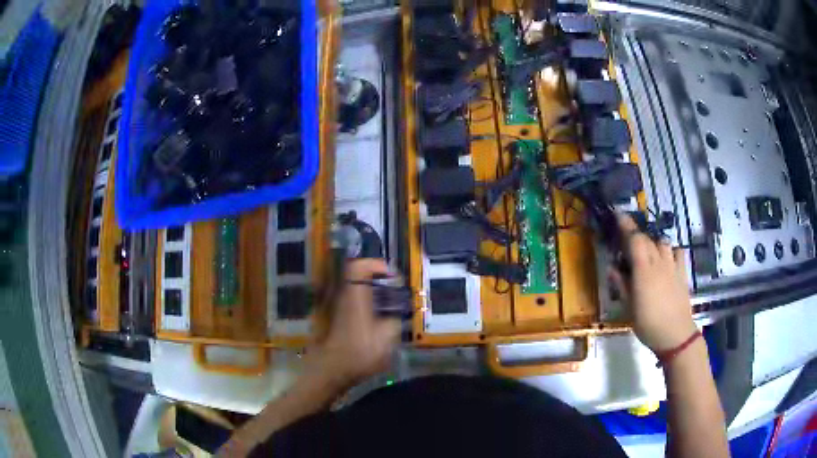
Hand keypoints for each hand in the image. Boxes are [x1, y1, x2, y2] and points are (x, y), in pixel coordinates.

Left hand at [305, 259, 400, 389]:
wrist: (333, 370)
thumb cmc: (360, 351)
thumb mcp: (388, 336)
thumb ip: (395, 319)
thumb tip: (396, 313)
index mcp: (356, 296)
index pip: (359, 266)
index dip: (376, 265)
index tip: (392, 277)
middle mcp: (344, 297)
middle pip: (356, 276)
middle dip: (377, 279)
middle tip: (393, 290)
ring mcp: (338, 308)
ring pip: (355, 290)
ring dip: (372, 293)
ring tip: (389, 305)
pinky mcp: (337, 320)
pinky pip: (353, 303)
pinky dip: (366, 305)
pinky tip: (377, 320)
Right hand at [608, 214, 696, 353]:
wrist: (676, 334)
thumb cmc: (648, 324)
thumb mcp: (629, 308)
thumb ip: (621, 285)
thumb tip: (611, 268)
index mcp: (643, 270)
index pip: (634, 239)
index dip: (626, 225)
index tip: (618, 214)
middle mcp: (659, 262)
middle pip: (647, 239)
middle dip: (636, 234)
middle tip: (627, 239)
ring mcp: (673, 266)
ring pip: (663, 243)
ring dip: (653, 241)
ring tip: (647, 249)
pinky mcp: (683, 272)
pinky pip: (677, 252)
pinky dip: (670, 250)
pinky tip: (667, 257)